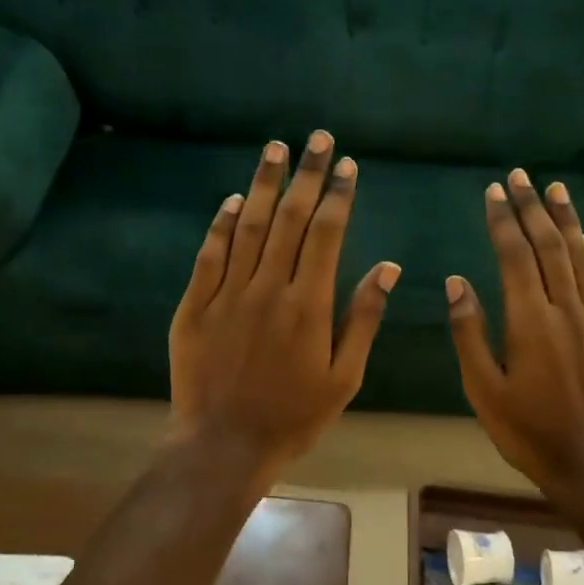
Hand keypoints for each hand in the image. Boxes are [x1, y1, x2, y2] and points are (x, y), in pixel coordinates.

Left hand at [170, 130, 398, 473]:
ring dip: (262, 184)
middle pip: (288, 219)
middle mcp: (268, 289)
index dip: (338, 195)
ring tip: (275, 149)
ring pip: (246, 227)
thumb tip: (388, 268)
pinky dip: (220, 224)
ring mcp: (227, 294)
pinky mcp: (194, 306)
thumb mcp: (344, 377)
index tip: (347, 165)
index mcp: (309, 305)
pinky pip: (209, 256)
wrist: (223, 445)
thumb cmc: (293, 417)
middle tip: (316, 138)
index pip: (327, 235)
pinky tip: (231, 200)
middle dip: (306, 175)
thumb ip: (364, 319)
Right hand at [447, 169, 583, 490]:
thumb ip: (469, 332)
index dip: (503, 220)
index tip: (494, 191)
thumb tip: (457, 282)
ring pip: (581, 258)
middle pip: (550, 247)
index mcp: (530, 321)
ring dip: (567, 221)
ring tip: (556, 190)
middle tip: (521, 177)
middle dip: (533, 208)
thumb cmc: (528, 431)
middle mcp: (566, 310)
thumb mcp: (483, 389)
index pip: (515, 256)